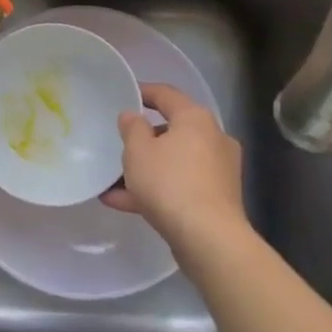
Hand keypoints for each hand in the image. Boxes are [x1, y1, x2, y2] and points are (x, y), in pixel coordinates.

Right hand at [103, 84, 247, 256]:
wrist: (209, 239)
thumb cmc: (170, 183)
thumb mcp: (138, 151)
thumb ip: (131, 128)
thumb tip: (132, 116)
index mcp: (195, 118)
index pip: (166, 94)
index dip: (143, 92)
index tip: (124, 95)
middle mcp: (213, 138)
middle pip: (172, 130)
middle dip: (143, 139)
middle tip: (119, 144)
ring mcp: (218, 170)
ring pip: (174, 162)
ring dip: (146, 170)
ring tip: (113, 182)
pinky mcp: (217, 199)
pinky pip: (181, 185)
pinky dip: (157, 190)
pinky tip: (124, 203)